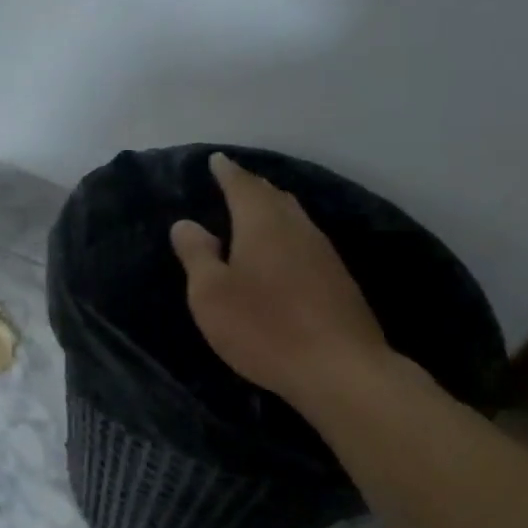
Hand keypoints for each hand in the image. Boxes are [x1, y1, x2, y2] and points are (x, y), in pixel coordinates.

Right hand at [170, 153, 389, 409]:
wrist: (340, 368)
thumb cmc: (264, 328)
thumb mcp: (211, 294)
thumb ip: (197, 255)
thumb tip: (186, 223)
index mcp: (262, 223)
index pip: (242, 185)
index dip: (227, 171)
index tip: (216, 159)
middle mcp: (297, 228)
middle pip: (273, 196)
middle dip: (251, 186)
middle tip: (233, 182)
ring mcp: (323, 252)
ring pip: (293, 217)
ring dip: (272, 209)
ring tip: (254, 211)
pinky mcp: (338, 279)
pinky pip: (305, 240)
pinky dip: (286, 233)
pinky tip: (282, 250)